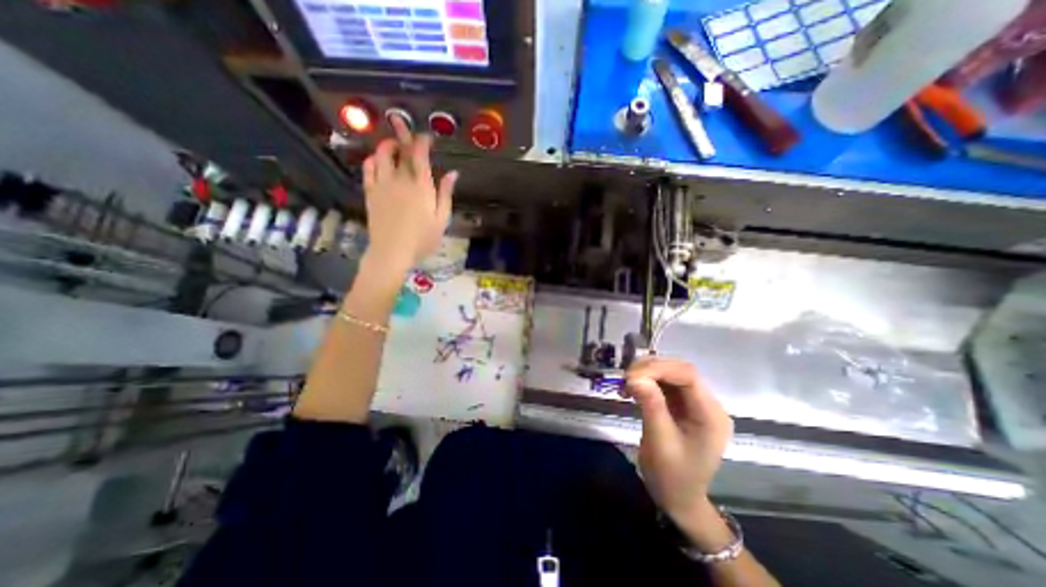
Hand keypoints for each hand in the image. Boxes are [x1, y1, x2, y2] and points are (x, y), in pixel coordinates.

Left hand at [363, 116, 455, 273]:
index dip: (422, 142)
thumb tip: (453, 173)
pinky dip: (372, 159)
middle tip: (399, 120)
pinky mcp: (370, 192)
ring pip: (380, 154)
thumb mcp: (442, 219)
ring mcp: (382, 184)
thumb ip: (446, 194)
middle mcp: (400, 179)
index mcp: (421, 186)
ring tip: (392, 145)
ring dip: (386, 145)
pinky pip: (368, 168)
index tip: (427, 136)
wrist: (392, 252)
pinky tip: (377, 160)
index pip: (420, 155)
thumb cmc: (422, 239)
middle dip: (401, 133)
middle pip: (400, 150)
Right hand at [620, 358, 732, 531]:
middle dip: (651, 369)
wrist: (678, 499)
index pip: (688, 376)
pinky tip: (632, 390)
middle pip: (680, 371)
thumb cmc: (672, 477)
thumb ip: (651, 405)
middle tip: (625, 379)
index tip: (630, 376)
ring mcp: (695, 404)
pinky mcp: (682, 405)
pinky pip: (664, 384)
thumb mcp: (660, 442)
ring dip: (646, 374)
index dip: (659, 368)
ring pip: (671, 374)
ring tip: (625, 384)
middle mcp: (707, 404)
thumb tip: (634, 376)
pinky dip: (646, 382)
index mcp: (711, 415)